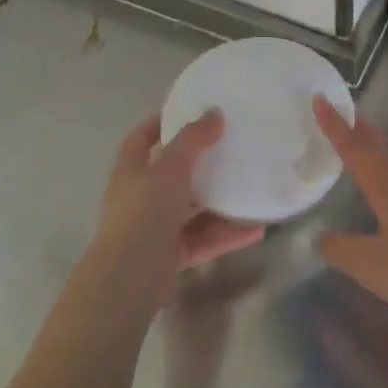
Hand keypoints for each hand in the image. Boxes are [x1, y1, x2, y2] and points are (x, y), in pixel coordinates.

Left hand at [92, 112, 263, 290]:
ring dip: (220, 203)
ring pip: (193, 211)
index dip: (160, 123)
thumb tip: (214, 112)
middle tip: (231, 149)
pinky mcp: (172, 256)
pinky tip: (257, 229)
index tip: (189, 110)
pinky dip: (228, 235)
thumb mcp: (170, 169)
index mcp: (132, 172)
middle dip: (200, 165)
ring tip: (251, 189)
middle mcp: (141, 199)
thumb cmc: (144, 213)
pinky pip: (205, 240)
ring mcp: (156, 229)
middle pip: (172, 176)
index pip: (142, 139)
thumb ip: (193, 140)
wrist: (130, 277)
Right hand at [313, 97, 387, 330]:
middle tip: (348, 114)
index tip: (321, 100)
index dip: (336, 127)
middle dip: (362, 132)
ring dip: (379, 155)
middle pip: (382, 153)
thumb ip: (343, 250)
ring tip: (366, 150)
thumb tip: (324, 237)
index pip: (356, 152)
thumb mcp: (371, 265)